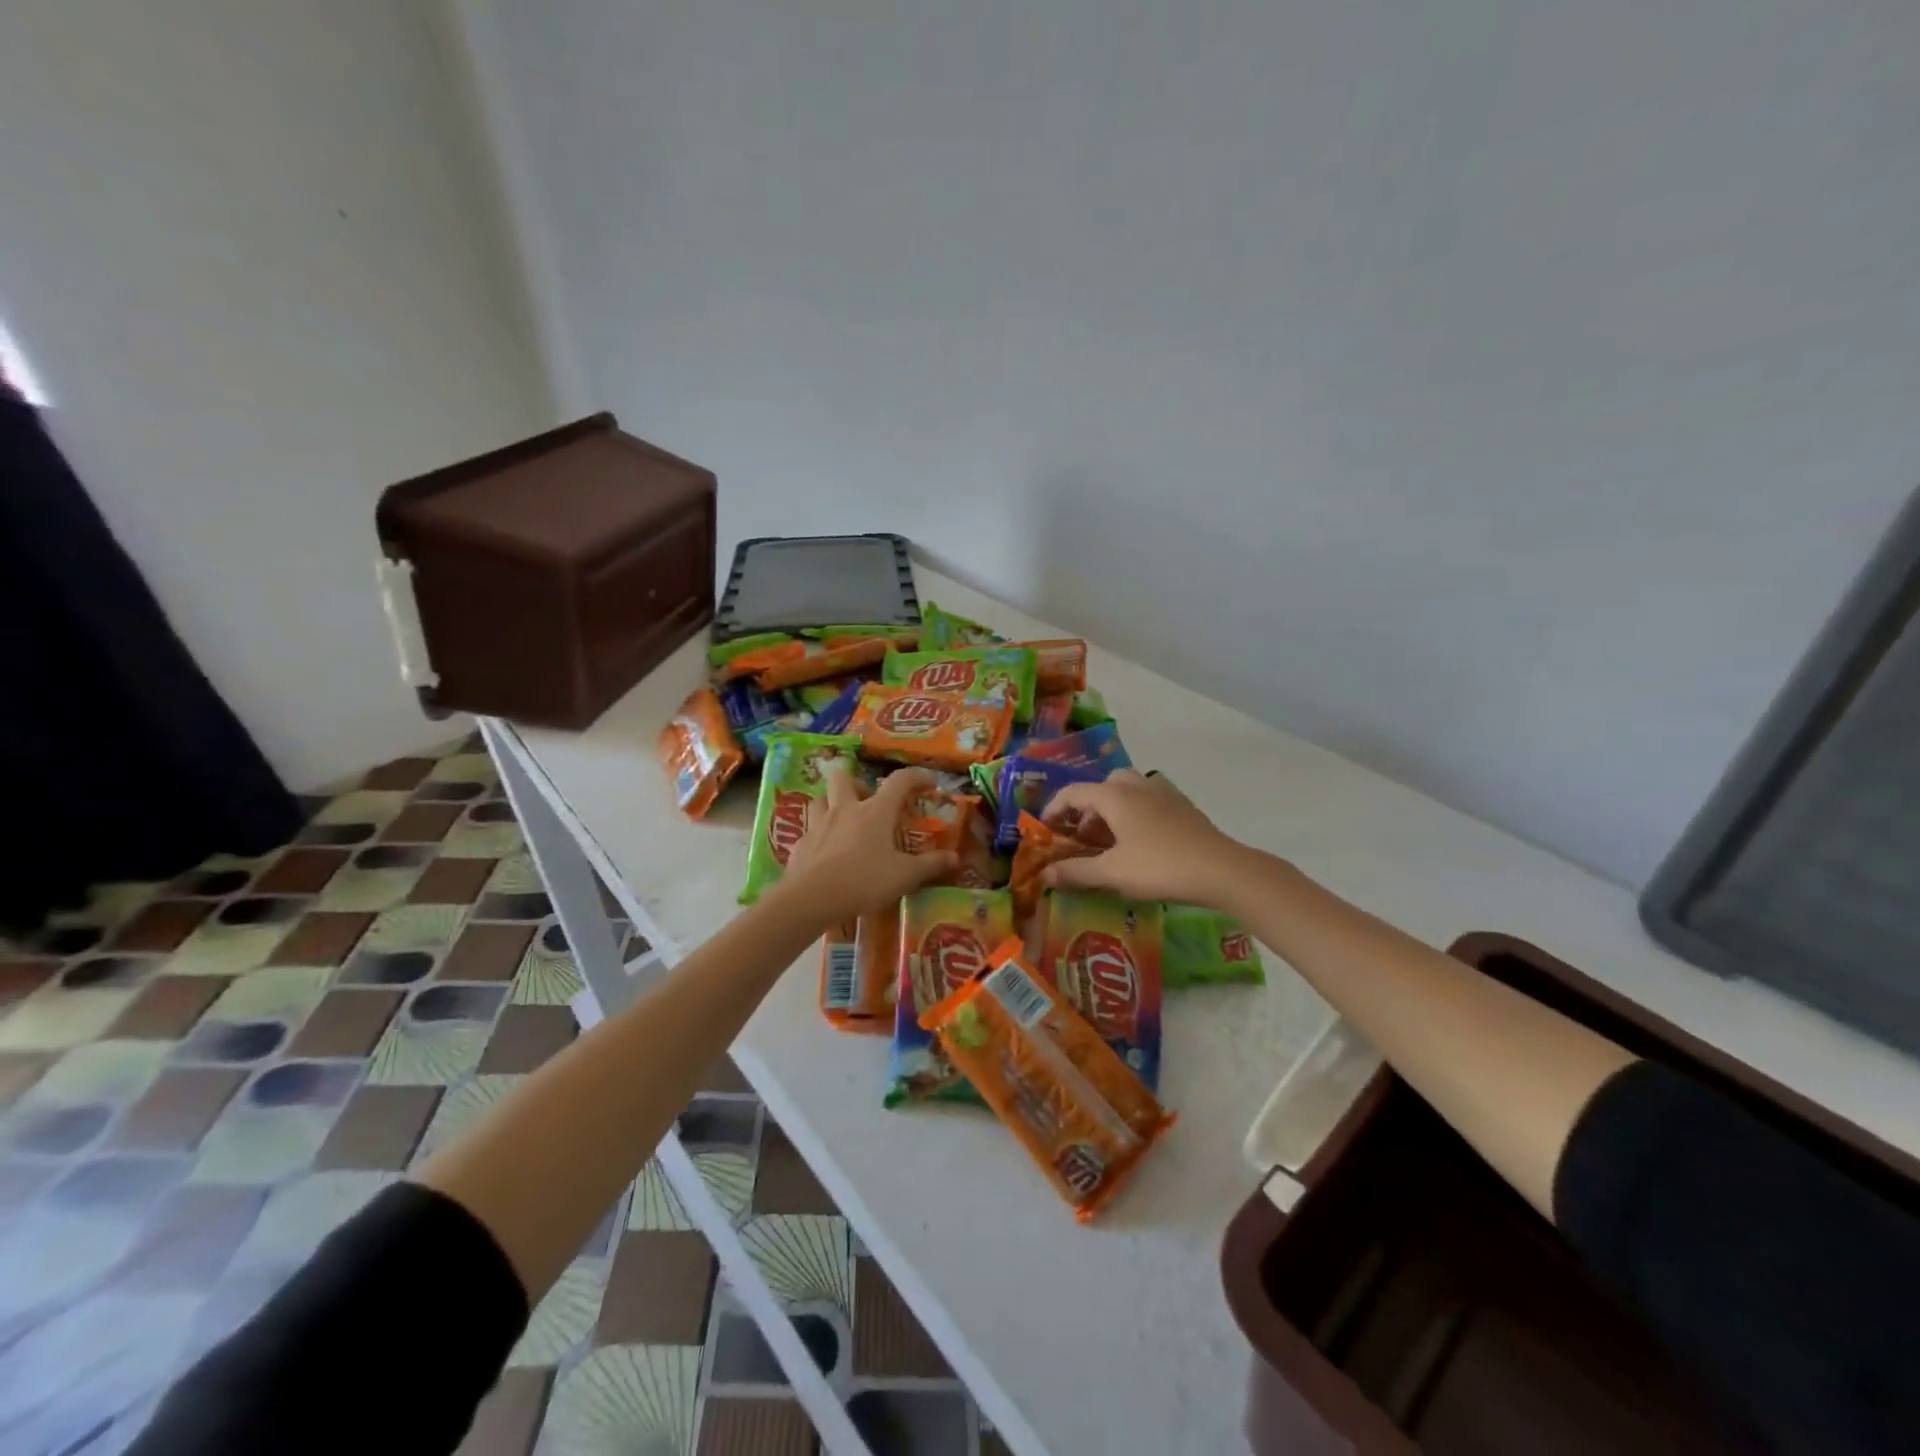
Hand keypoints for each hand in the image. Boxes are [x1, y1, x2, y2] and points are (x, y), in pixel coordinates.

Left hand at [775, 764, 956, 926]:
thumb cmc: (864, 880)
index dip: (917, 777)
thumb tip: (955, 858)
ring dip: (832, 804)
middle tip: (868, 801)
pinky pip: (810, 830)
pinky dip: (820, 836)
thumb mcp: (904, 876)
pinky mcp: (801, 844)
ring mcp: (819, 824)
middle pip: (843, 777)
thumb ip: (930, 865)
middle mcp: (845, 809)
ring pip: (820, 800)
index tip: (929, 783)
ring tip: (843, 823)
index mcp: (875, 811)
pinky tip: (826, 854)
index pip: (899, 781)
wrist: (811, 898)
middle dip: (856, 783)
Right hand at [1041, 770, 1254, 906]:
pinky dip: (1134, 815)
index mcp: (1114, 795)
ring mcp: (1163, 793)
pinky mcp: (1182, 806)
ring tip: (1110, 843)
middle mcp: (1136, 785)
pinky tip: (1141, 844)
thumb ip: (1075, 872)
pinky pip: (1148, 801)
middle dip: (1086, 811)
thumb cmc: (1159, 867)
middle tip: (1083, 840)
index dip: (1053, 810)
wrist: (1221, 870)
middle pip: (1101, 787)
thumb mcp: (1112, 873)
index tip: (1045, 832)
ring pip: (1126, 792)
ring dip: (1111, 812)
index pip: (1072, 793)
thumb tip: (1044, 874)